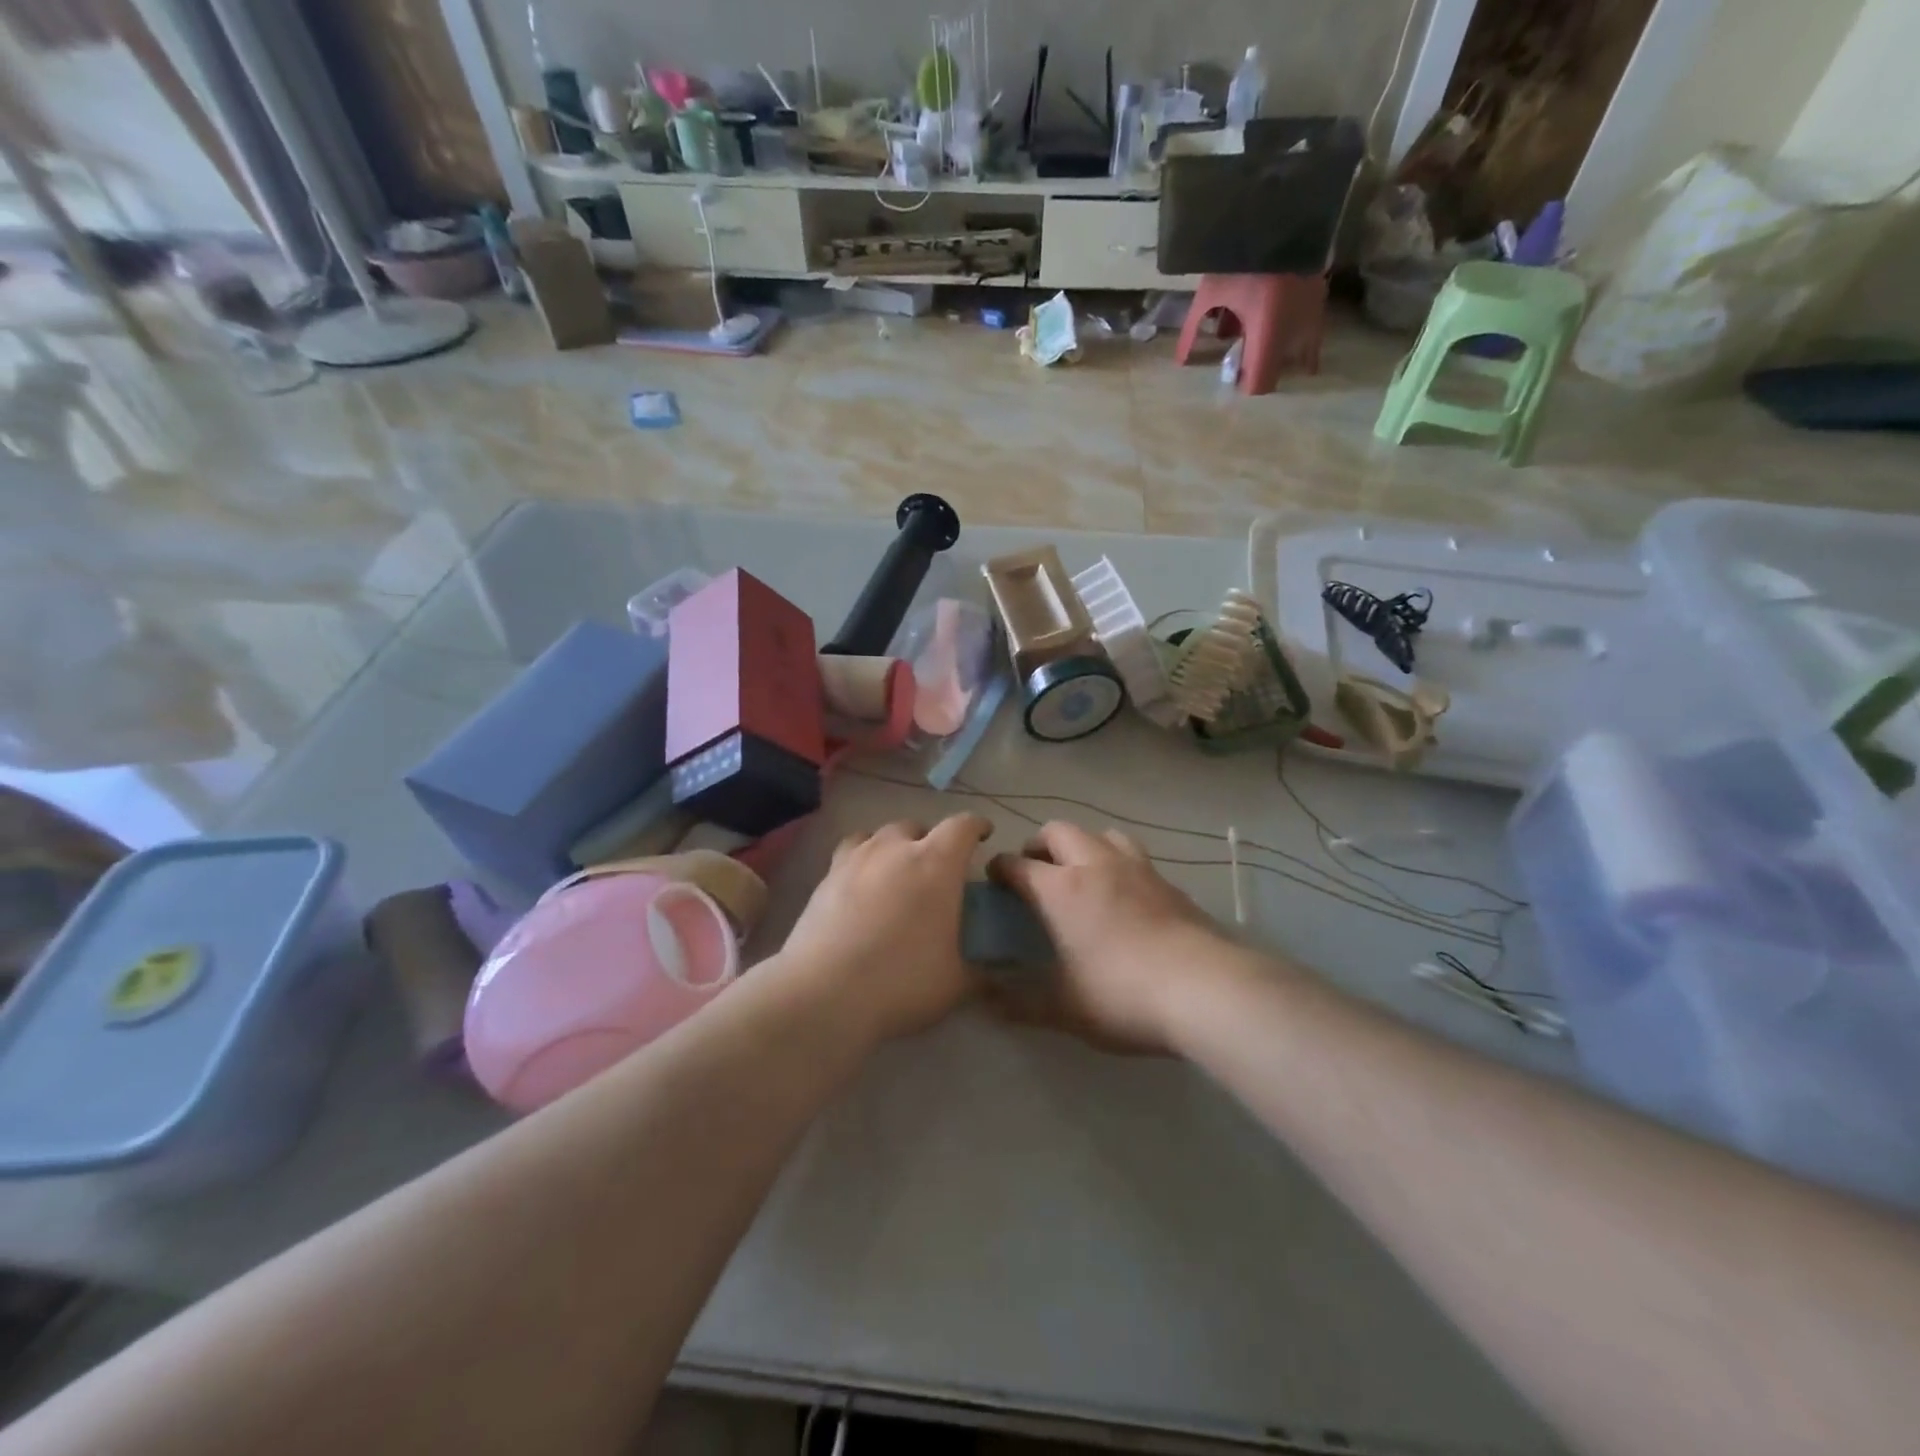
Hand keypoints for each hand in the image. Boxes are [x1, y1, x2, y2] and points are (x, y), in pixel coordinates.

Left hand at [778, 814, 993, 1041]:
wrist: (824, 993)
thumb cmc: (902, 980)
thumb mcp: (954, 984)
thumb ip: (980, 973)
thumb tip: (997, 978)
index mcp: (936, 863)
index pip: (963, 827)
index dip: (977, 826)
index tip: (984, 833)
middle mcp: (895, 849)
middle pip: (916, 827)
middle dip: (929, 841)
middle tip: (935, 869)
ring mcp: (855, 860)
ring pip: (878, 836)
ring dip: (892, 847)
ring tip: (895, 871)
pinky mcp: (825, 878)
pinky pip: (849, 855)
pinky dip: (861, 862)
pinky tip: (861, 887)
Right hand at [988, 822, 1224, 1052]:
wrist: (1204, 989)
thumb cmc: (1122, 994)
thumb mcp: (1064, 1008)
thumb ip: (1020, 1003)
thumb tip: (986, 1000)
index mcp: (1061, 888)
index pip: (1018, 864)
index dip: (1000, 869)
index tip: (994, 881)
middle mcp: (1095, 865)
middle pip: (1058, 831)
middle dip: (1039, 845)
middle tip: (1035, 873)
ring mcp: (1137, 868)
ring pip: (1102, 834)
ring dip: (1083, 846)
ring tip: (1081, 874)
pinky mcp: (1168, 882)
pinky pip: (1134, 857)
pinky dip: (1118, 864)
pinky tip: (1124, 895)